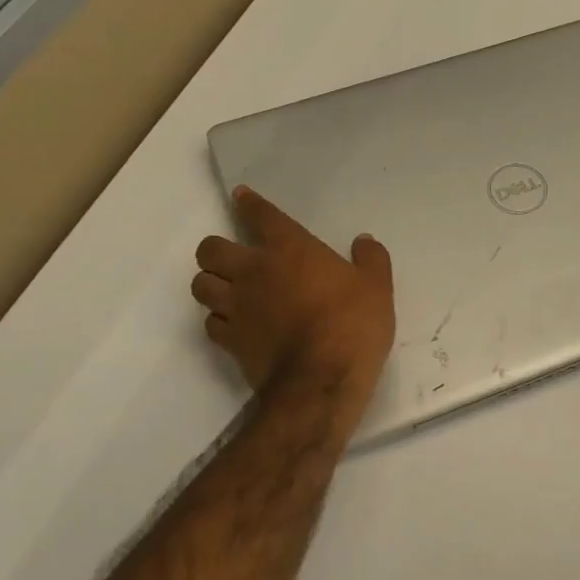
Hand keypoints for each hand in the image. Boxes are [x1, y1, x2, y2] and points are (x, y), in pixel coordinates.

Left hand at [192, 188, 395, 414]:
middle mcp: (254, 271)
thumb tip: (363, 241)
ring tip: (229, 291)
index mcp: (290, 249)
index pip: (260, 215)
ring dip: (212, 284)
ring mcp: (236, 307)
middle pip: (210, 249)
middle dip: (218, 250)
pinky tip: (235, 325)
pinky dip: (219, 321)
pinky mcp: (230, 341)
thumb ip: (371, 259)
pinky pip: (211, 323)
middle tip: (235, 259)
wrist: (321, 381)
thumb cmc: (352, 325)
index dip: (249, 203)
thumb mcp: (377, 288)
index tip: (241, 197)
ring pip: (201, 285)